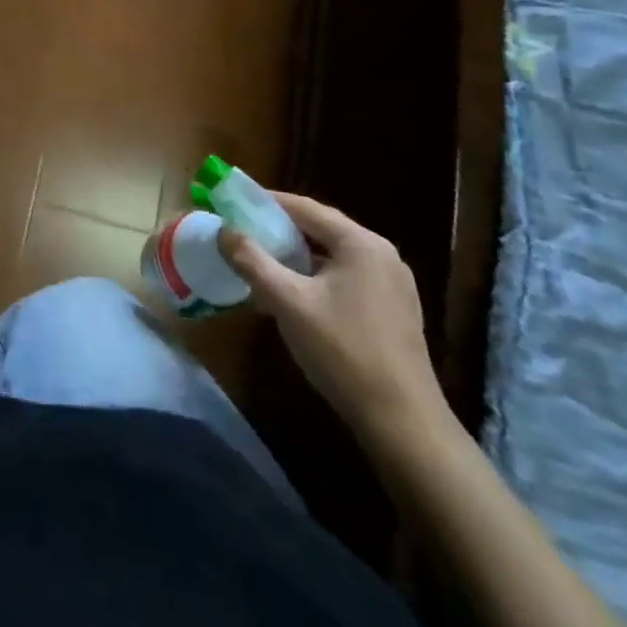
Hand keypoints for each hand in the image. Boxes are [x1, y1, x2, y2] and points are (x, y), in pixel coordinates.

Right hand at [218, 194, 449, 450]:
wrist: (404, 425)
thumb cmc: (343, 352)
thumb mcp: (287, 302)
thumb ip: (252, 261)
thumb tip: (223, 231)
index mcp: (360, 243)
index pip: (304, 207)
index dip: (266, 202)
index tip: (233, 203)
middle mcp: (381, 254)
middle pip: (320, 229)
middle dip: (280, 230)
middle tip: (242, 233)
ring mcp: (392, 284)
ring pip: (332, 255)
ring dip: (297, 256)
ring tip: (261, 262)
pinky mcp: (394, 310)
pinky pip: (346, 278)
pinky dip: (316, 277)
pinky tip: (294, 295)